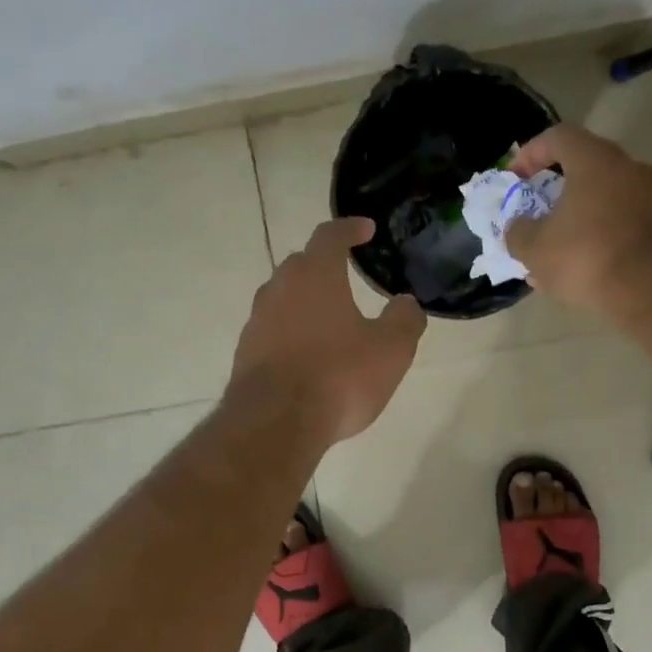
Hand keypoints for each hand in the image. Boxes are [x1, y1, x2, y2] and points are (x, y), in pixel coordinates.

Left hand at [230, 218, 425, 445]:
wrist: (275, 423)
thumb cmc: (339, 376)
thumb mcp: (390, 350)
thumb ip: (404, 320)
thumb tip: (406, 303)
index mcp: (315, 275)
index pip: (330, 235)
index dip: (350, 228)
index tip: (366, 229)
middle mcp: (279, 288)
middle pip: (301, 264)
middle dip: (324, 265)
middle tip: (346, 275)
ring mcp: (257, 321)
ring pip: (283, 297)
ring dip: (305, 300)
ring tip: (328, 318)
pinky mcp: (245, 353)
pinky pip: (272, 330)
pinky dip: (291, 332)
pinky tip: (307, 354)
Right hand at [505, 124, 651, 315]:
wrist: (651, 288)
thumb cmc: (585, 255)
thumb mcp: (533, 248)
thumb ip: (518, 232)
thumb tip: (519, 226)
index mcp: (595, 161)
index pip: (559, 137)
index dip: (531, 153)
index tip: (515, 178)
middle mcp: (630, 168)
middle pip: (586, 169)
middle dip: (558, 193)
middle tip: (538, 217)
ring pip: (607, 201)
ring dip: (580, 220)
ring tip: (559, 255)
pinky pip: (626, 225)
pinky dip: (604, 239)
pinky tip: (586, 271)